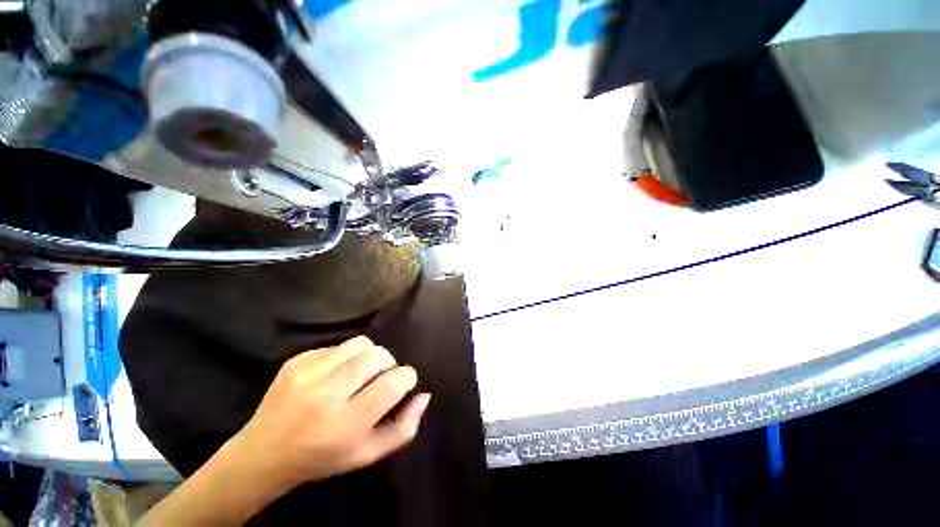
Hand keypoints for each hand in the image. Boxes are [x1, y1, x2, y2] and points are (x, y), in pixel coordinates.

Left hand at [234, 336, 430, 487]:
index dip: (406, 377)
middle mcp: (327, 395)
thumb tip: (424, 395)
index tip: (403, 383)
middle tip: (380, 378)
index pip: (393, 382)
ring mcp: (308, 374)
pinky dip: (346, 356)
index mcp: (347, 424)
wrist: (263, 455)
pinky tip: (335, 374)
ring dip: (370, 355)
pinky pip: (338, 346)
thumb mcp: (368, 454)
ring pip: (361, 344)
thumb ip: (404, 427)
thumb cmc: (323, 458)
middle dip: (389, 363)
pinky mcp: (296, 362)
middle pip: (379, 356)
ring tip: (360, 372)